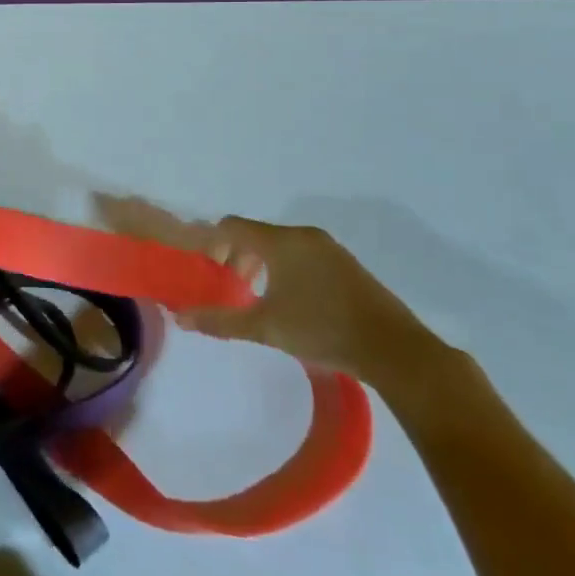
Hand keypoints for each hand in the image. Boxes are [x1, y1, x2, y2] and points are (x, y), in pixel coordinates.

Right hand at [96, 196, 442, 387]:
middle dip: (237, 257)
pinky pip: (303, 255)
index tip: (207, 270)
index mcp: (280, 242)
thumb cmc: (322, 330)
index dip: (212, 243)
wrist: (394, 349)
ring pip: (281, 245)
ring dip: (262, 264)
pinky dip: (287, 269)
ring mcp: (329, 248)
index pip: (232, 226)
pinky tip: (292, 302)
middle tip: (231, 288)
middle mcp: (303, 235)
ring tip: (259, 298)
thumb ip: (220, 320)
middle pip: (256, 234)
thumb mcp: (264, 327)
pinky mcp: (347, 264)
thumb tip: (180, 317)